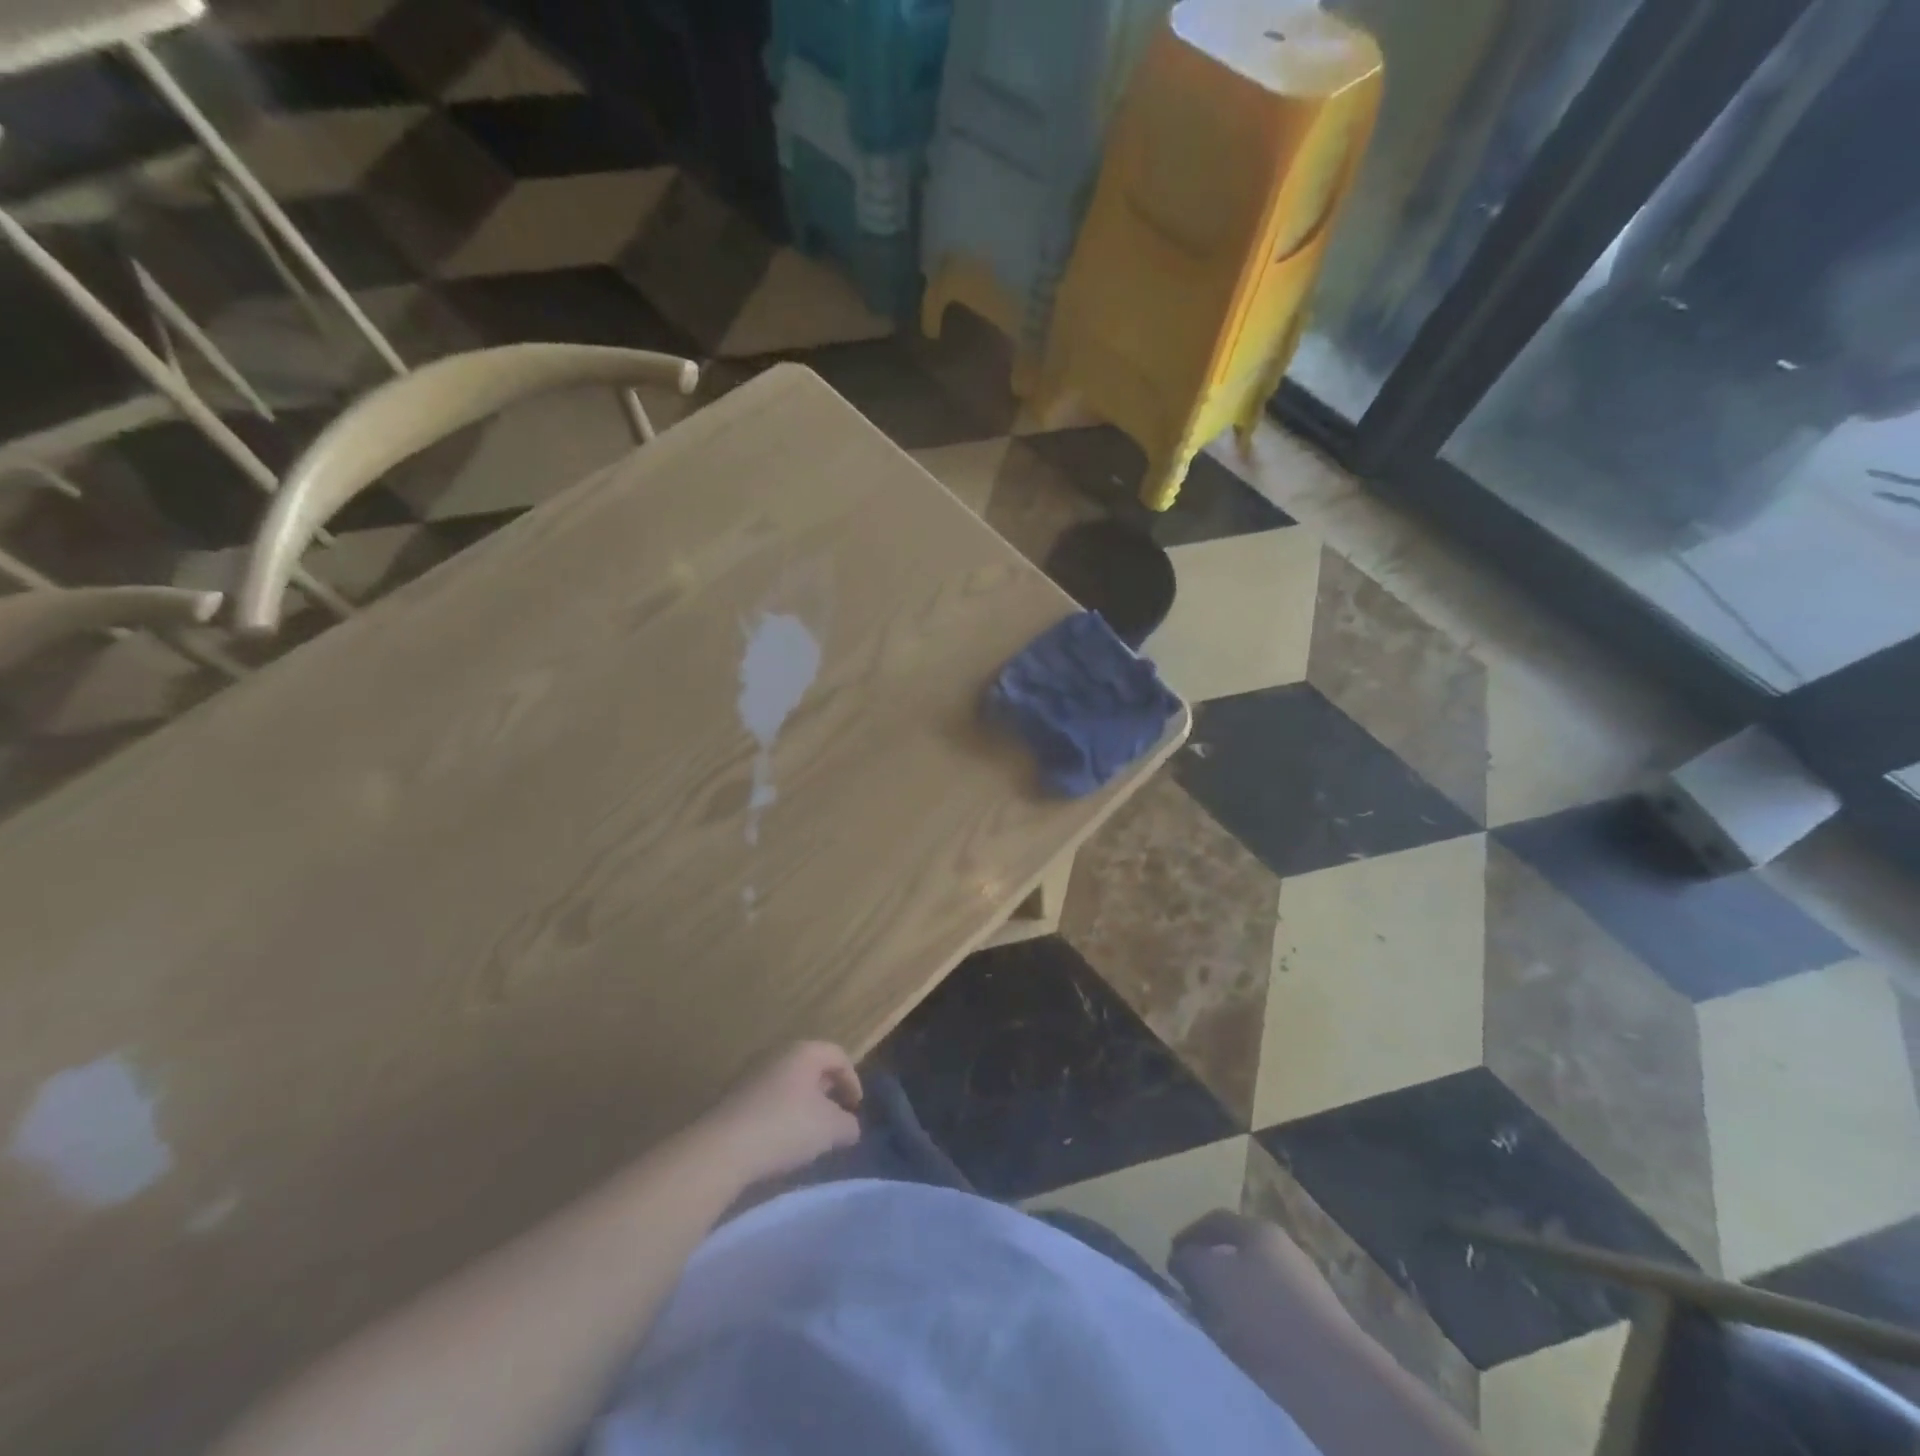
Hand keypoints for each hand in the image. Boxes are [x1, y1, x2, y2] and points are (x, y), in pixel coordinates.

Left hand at [701, 1042, 862, 1185]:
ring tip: (808, 1132)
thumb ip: (849, 1125)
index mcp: (803, 1051)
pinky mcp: (731, 1095)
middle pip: (811, 1065)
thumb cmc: (785, 1127)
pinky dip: (779, 1112)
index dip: (852, 1080)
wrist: (722, 1148)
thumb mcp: (831, 1130)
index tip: (856, 1108)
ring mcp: (750, 1072)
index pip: (838, 1055)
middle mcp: (776, 1052)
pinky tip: (779, 1139)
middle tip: (835, 1116)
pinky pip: (766, 1097)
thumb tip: (849, 1126)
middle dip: (827, 1090)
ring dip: (802, 1103)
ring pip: (787, 1082)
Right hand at [1170, 1211, 1356, 1375]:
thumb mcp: (1210, 1277)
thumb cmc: (1264, 1313)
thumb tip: (1182, 1258)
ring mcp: (1306, 1287)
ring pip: (1255, 1284)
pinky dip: (1254, 1324)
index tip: (1171, 1259)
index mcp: (1259, 1229)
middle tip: (1190, 1291)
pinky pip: (1273, 1315)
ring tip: (1214, 1324)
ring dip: (1232, 1298)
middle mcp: (1284, 1249)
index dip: (1189, 1236)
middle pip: (1237, 1251)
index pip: (1214, 1220)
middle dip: (1211, 1268)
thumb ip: (1189, 1260)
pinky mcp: (1318, 1327)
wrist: (1334, 1376)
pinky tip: (1246, 1346)